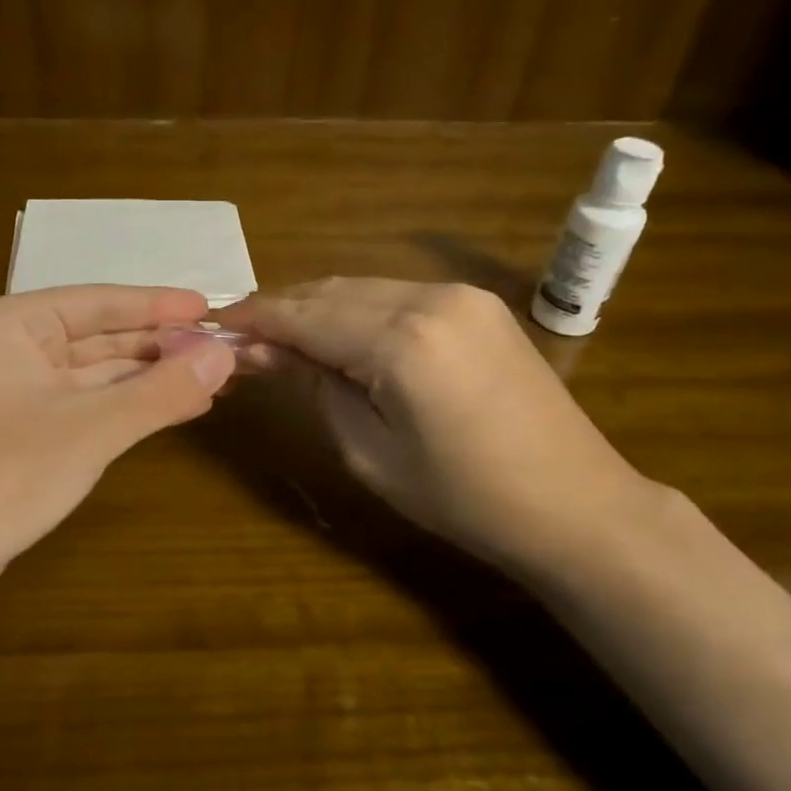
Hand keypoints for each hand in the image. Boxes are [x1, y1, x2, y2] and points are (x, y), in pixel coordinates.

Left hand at [0, 286, 236, 606]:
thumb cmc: (5, 473)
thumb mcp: (92, 428)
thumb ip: (161, 391)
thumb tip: (226, 355)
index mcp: (13, 324)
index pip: (99, 302)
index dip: (158, 305)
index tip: (210, 307)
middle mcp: (12, 347)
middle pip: (101, 336)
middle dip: (160, 346)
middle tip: (222, 349)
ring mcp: (16, 390)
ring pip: (98, 373)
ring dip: (151, 378)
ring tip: (212, 379)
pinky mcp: (25, 429)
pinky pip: (88, 404)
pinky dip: (130, 406)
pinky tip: (176, 408)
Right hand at [223, 278, 659, 574]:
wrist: (574, 504)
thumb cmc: (463, 498)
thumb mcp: (369, 451)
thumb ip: (314, 388)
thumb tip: (260, 350)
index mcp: (401, 341)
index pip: (305, 316)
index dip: (255, 319)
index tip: (215, 325)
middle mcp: (429, 298)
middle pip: (331, 291)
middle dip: (282, 309)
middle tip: (241, 334)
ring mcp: (460, 294)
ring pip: (363, 287)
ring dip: (317, 306)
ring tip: (281, 336)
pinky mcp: (479, 303)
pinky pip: (397, 294)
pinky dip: (358, 309)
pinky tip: (339, 333)